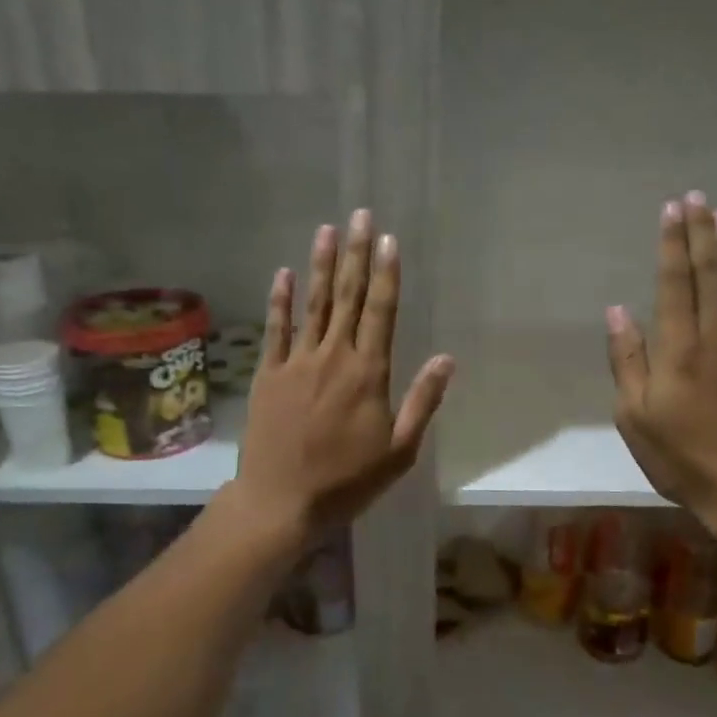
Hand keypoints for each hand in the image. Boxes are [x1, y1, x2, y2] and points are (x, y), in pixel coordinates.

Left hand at [231, 209, 453, 539]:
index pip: (381, 312)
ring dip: (321, 265)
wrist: (282, 501)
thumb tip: (447, 359)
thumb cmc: (347, 480)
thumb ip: (423, 401)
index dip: (386, 274)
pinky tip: (284, 273)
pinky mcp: (269, 374)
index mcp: (369, 373)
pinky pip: (275, 329)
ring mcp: (297, 362)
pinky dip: (280, 300)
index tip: (388, 240)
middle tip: (360, 215)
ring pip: (313, 304)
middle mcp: (333, 357)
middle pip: (347, 297)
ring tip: (327, 229)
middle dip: (355, 254)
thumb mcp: (399, 451)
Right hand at [605, 193, 716, 545]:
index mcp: (679, 350)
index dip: (672, 245)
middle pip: (711, 275)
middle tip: (699, 198)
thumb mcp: (635, 418)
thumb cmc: (683, 459)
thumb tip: (617, 312)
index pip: (674, 284)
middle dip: (702, 234)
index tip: (671, 209)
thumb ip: (627, 361)